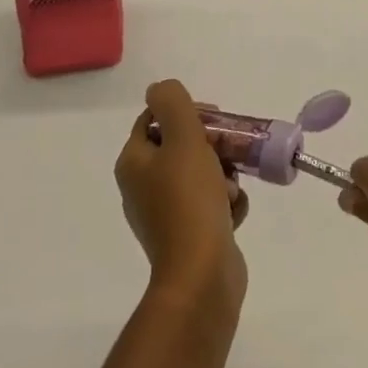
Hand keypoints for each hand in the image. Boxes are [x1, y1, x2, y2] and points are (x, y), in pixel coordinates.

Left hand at [115, 80, 249, 308]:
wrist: (202, 277)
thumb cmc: (190, 199)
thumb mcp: (183, 137)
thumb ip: (172, 102)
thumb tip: (159, 90)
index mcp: (133, 163)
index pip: (156, 118)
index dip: (186, 111)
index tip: (214, 118)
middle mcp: (143, 187)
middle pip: (182, 145)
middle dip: (212, 145)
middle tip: (230, 149)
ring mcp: (165, 215)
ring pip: (201, 174)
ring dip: (224, 175)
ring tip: (231, 190)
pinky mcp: (188, 237)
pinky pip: (210, 204)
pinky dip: (225, 203)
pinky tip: (233, 212)